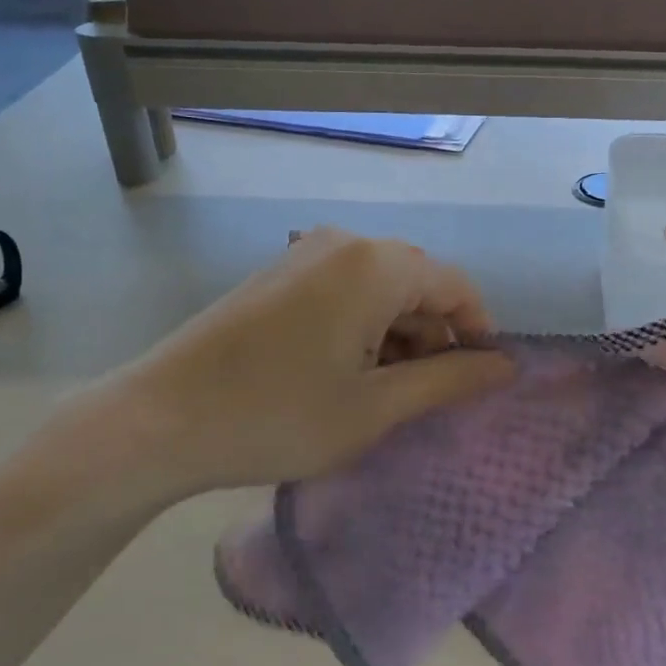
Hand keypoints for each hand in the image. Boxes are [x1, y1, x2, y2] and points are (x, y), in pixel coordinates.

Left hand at [63, 229, 513, 510]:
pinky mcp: (279, 275)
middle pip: (417, 284)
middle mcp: (343, 244)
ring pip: (381, 289)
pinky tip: (345, 375)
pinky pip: (344, 291)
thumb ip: (449, 380)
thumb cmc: (278, 417)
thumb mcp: (375, 407)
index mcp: (374, 265)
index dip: (477, 333)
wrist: (158, 422)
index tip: (479, 382)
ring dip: (397, 337)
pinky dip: (362, 328)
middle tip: (425, 398)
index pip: (455, 286)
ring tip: (383, 395)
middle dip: (434, 338)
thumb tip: (506, 366)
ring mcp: (305, 255)